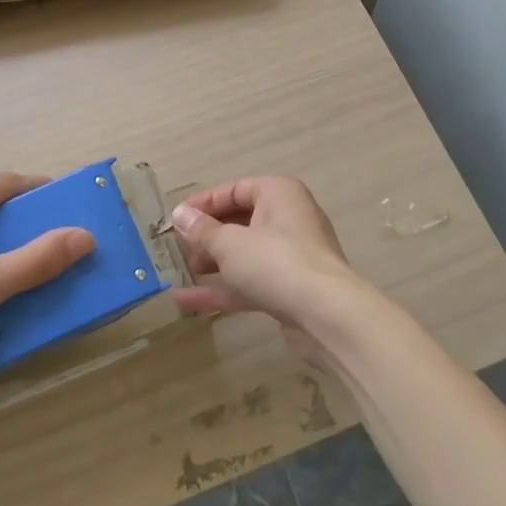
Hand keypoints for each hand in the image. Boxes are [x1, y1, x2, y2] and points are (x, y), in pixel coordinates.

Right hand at [168, 177, 360, 352]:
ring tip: (181, 272)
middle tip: (178, 248)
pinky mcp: (291, 289)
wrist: (328, 316)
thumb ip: (202, 230)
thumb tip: (180, 214)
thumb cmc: (276, 262)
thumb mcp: (229, 243)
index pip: (234, 190)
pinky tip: (188, 302)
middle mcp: (288, 218)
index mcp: (278, 194)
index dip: (203, 204)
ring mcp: (292, 256)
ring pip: (245, 254)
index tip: (176, 219)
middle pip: (239, 221)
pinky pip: (251, 282)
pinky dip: (224, 289)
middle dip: (207, 236)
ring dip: (213, 263)